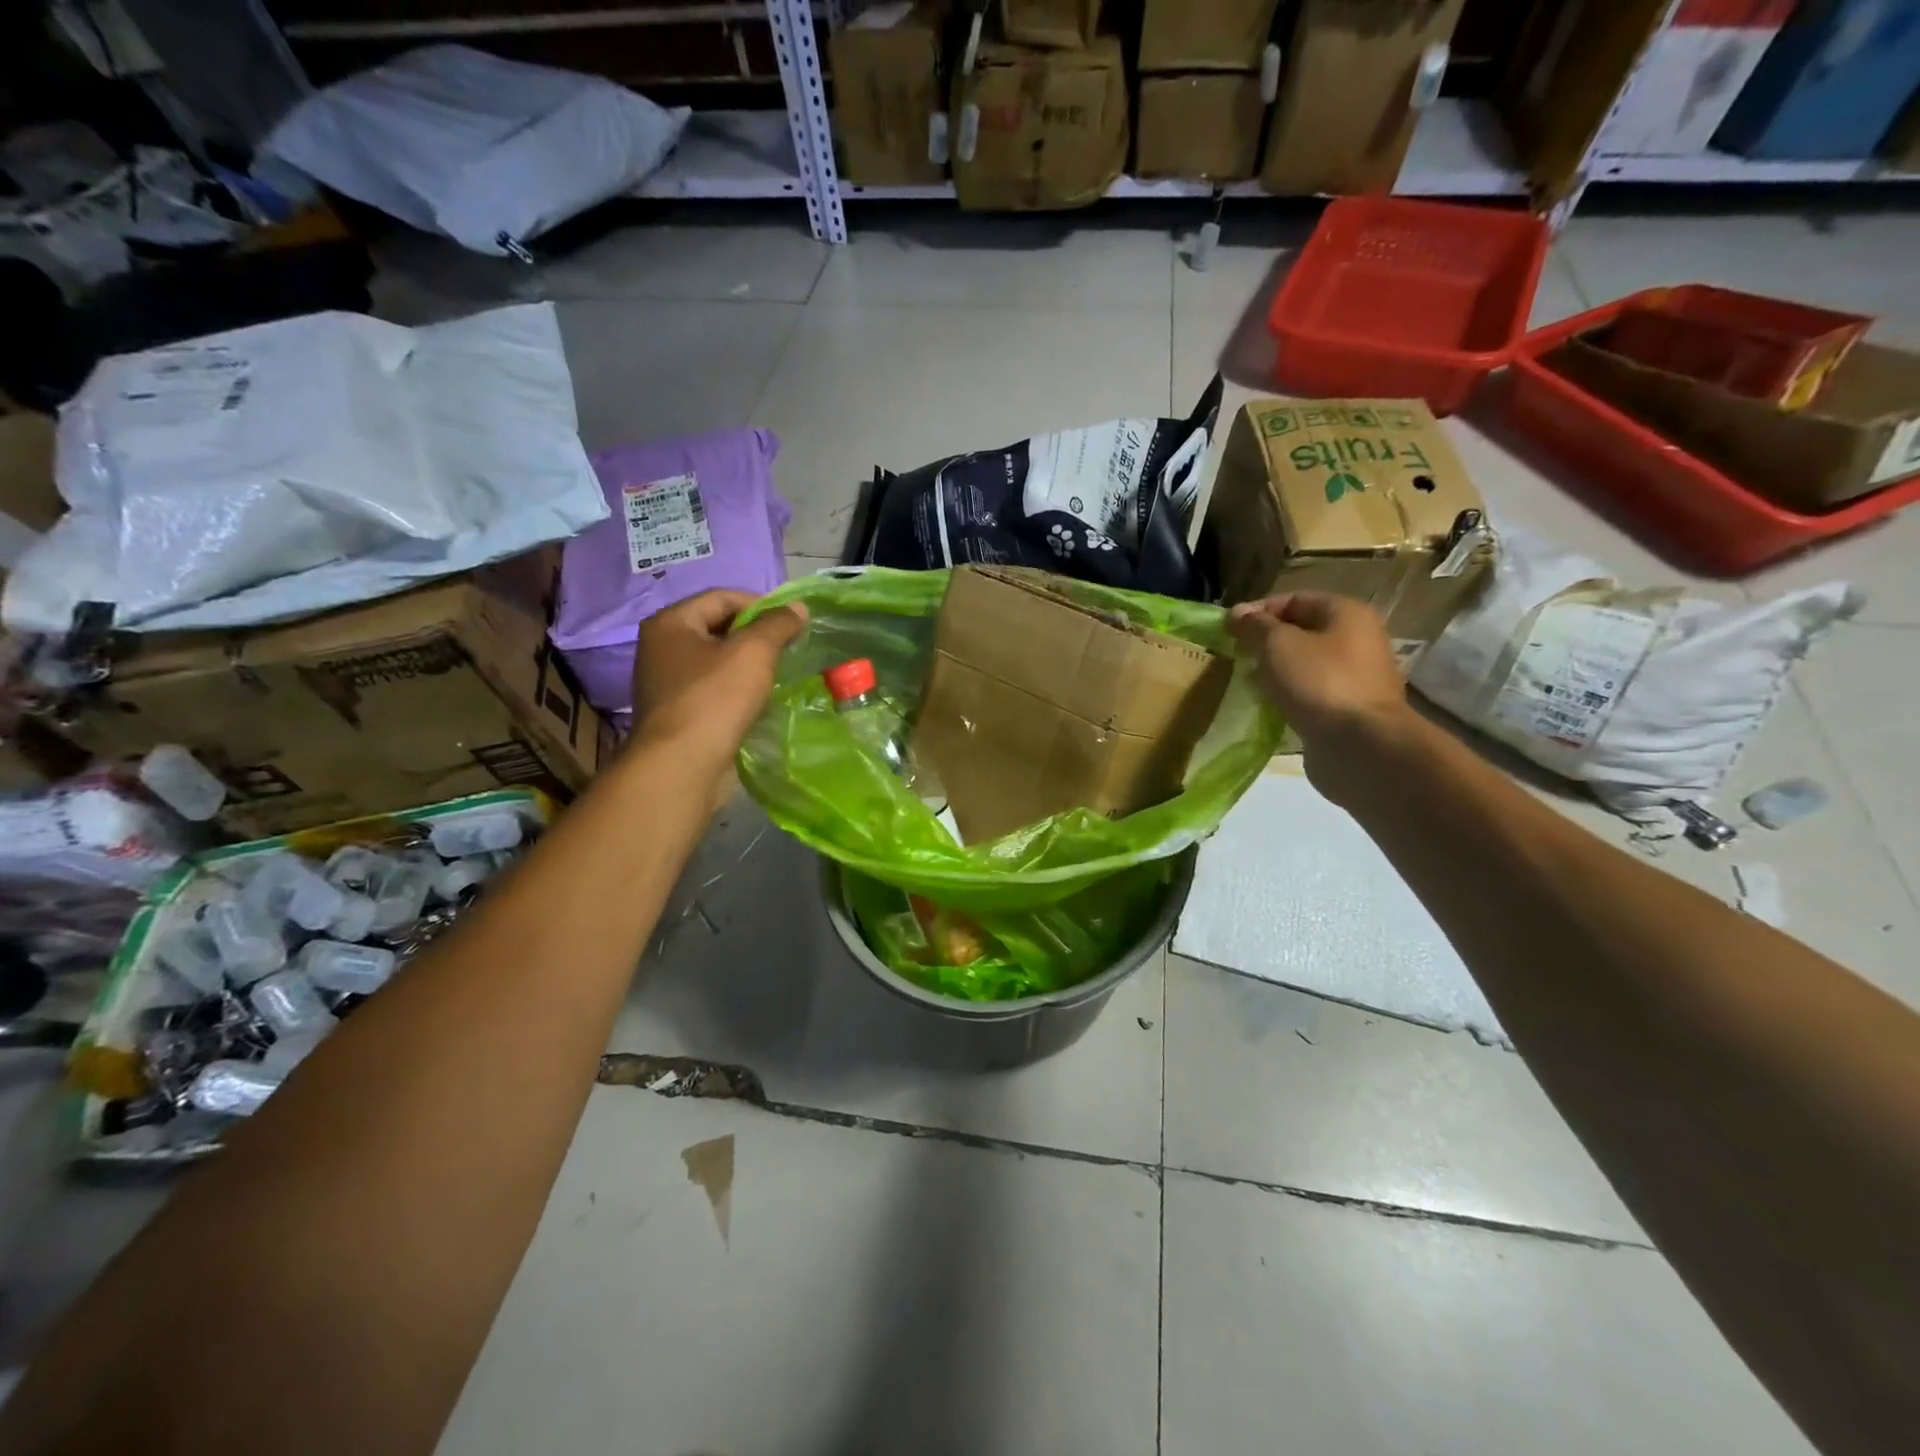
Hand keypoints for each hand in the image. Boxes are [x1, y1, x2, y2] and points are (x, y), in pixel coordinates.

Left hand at [630, 591, 806, 766]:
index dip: (761, 604)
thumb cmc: (715, 699)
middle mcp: (662, 648)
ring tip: (778, 674)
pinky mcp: (679, 714)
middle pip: (718, 628)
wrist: (683, 766)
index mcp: (671, 623)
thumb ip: (778, 624)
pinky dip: (738, 690)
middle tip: (789, 648)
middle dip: (756, 636)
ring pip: (718, 661)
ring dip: (749, 665)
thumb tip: (798, 608)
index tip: (792, 623)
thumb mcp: (754, 651)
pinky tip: (759, 701)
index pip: (722, 597)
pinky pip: (714, 690)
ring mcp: (667, 683)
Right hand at [1228, 593, 1413, 796]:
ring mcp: (1358, 676)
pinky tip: (1270, 706)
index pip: (1294, 599)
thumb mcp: (1276, 645)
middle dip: (1267, 643)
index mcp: (1347, 613)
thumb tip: (1238, 613)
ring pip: (1306, 664)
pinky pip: (1313, 692)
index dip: (1258, 611)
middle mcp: (1359, 638)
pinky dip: (1290, 695)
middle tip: (1237, 657)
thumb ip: (1254, 626)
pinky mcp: (1351, 708)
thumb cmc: (1318, 682)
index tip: (1228, 631)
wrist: (1358, 744)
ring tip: (1250, 683)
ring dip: (1277, 671)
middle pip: (1303, 631)